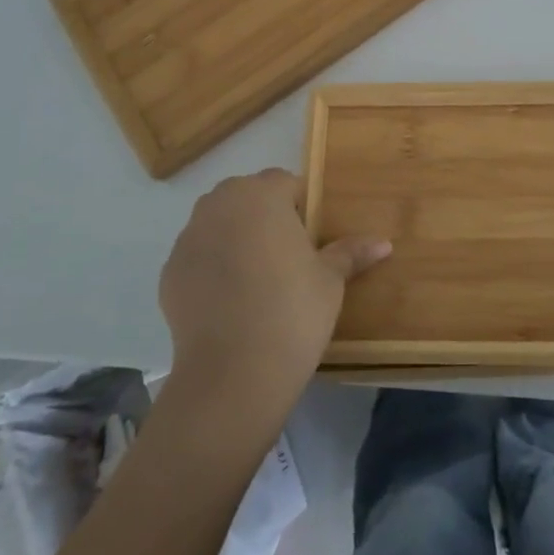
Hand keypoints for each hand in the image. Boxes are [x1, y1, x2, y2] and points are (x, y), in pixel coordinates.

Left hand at [159, 169, 389, 422]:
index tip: (312, 237)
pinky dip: (213, 268)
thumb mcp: (330, 280)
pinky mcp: (169, 272)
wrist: (232, 373)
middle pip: (246, 197)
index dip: (300, 205)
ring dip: (236, 239)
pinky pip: (198, 257)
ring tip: (258, 279)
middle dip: (265, 217)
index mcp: (261, 196)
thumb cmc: (293, 311)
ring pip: (219, 225)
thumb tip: (384, 243)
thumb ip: (351, 252)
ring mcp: (188, 238)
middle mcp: (219, 205)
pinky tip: (231, 302)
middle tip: (288, 256)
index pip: (284, 182)